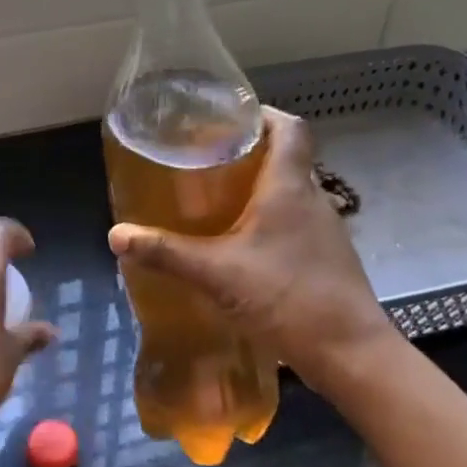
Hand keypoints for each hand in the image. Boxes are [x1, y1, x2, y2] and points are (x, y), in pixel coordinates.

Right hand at [108, 108, 393, 393]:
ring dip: (259, 189)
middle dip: (249, 153)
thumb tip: (117, 236)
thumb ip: (166, 253)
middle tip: (206, 161)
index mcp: (290, 187)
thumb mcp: (217, 274)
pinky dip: (269, 221)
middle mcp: (313, 199)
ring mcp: (324, 230)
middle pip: (286, 158)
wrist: (349, 353)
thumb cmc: (286, 297)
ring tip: (217, 200)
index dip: (262, 114)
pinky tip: (241, 246)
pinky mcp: (326, 258)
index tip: (228, 116)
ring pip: (290, 192)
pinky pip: (295, 223)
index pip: (289, 127)